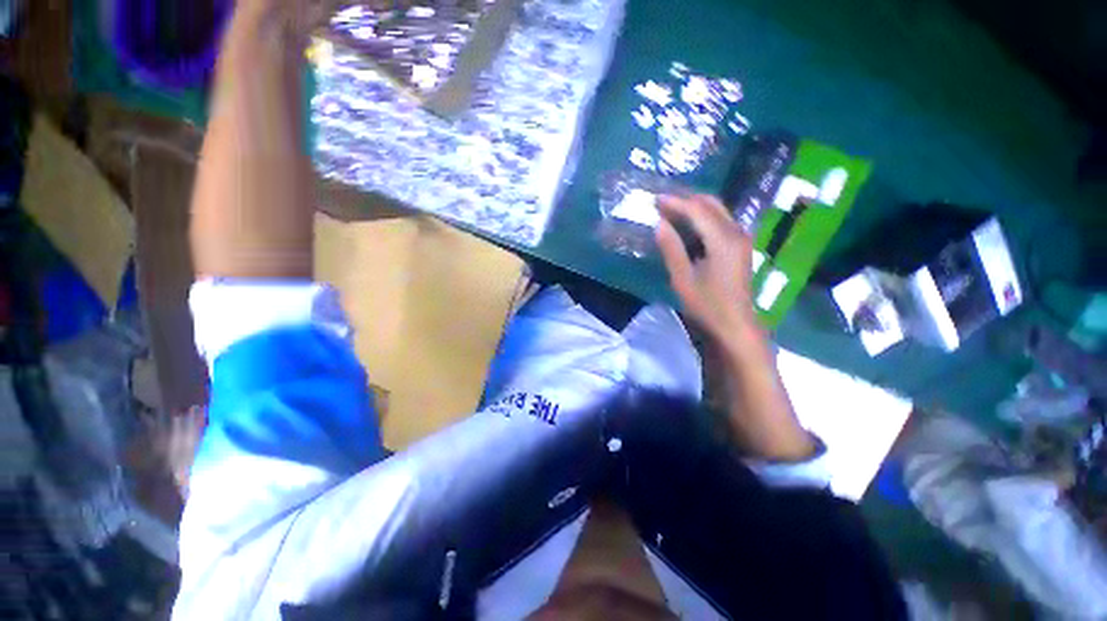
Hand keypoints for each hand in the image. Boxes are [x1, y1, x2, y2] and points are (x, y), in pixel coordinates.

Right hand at [655, 194, 757, 342]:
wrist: (735, 325)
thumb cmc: (707, 305)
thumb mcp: (682, 278)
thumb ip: (672, 248)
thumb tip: (660, 224)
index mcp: (723, 240)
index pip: (697, 210)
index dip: (675, 202)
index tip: (655, 199)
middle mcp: (736, 232)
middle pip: (711, 204)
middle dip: (686, 200)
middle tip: (662, 203)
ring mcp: (741, 238)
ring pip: (717, 210)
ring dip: (694, 207)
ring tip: (671, 211)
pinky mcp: (740, 246)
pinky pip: (721, 221)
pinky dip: (703, 217)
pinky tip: (688, 225)